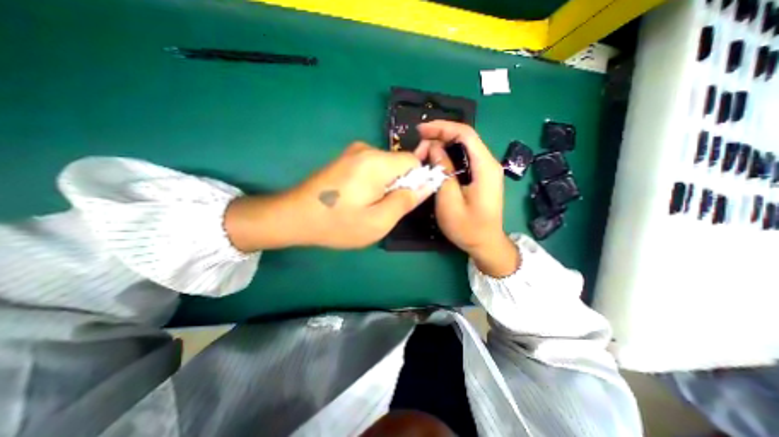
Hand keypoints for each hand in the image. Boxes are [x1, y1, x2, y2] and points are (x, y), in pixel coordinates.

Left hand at [226, 143, 432, 251]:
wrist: (294, 216)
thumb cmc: (338, 223)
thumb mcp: (378, 221)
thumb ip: (406, 201)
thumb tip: (427, 184)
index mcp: (377, 162)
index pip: (414, 161)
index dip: (417, 181)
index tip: (404, 201)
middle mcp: (366, 150)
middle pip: (399, 163)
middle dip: (400, 185)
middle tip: (383, 208)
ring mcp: (353, 152)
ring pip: (386, 167)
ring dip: (386, 186)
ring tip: (368, 206)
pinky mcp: (345, 159)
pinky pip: (372, 168)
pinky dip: (374, 183)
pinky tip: (358, 198)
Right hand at [416, 120, 518, 275]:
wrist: (486, 243)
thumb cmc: (467, 227)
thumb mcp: (450, 201)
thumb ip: (443, 172)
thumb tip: (434, 148)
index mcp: (485, 167)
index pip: (465, 133)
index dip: (442, 127)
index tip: (421, 131)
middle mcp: (488, 163)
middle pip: (464, 138)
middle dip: (439, 137)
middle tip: (418, 149)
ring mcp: (485, 170)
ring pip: (462, 147)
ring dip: (442, 146)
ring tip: (423, 155)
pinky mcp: (480, 176)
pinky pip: (463, 158)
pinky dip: (447, 156)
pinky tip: (435, 162)